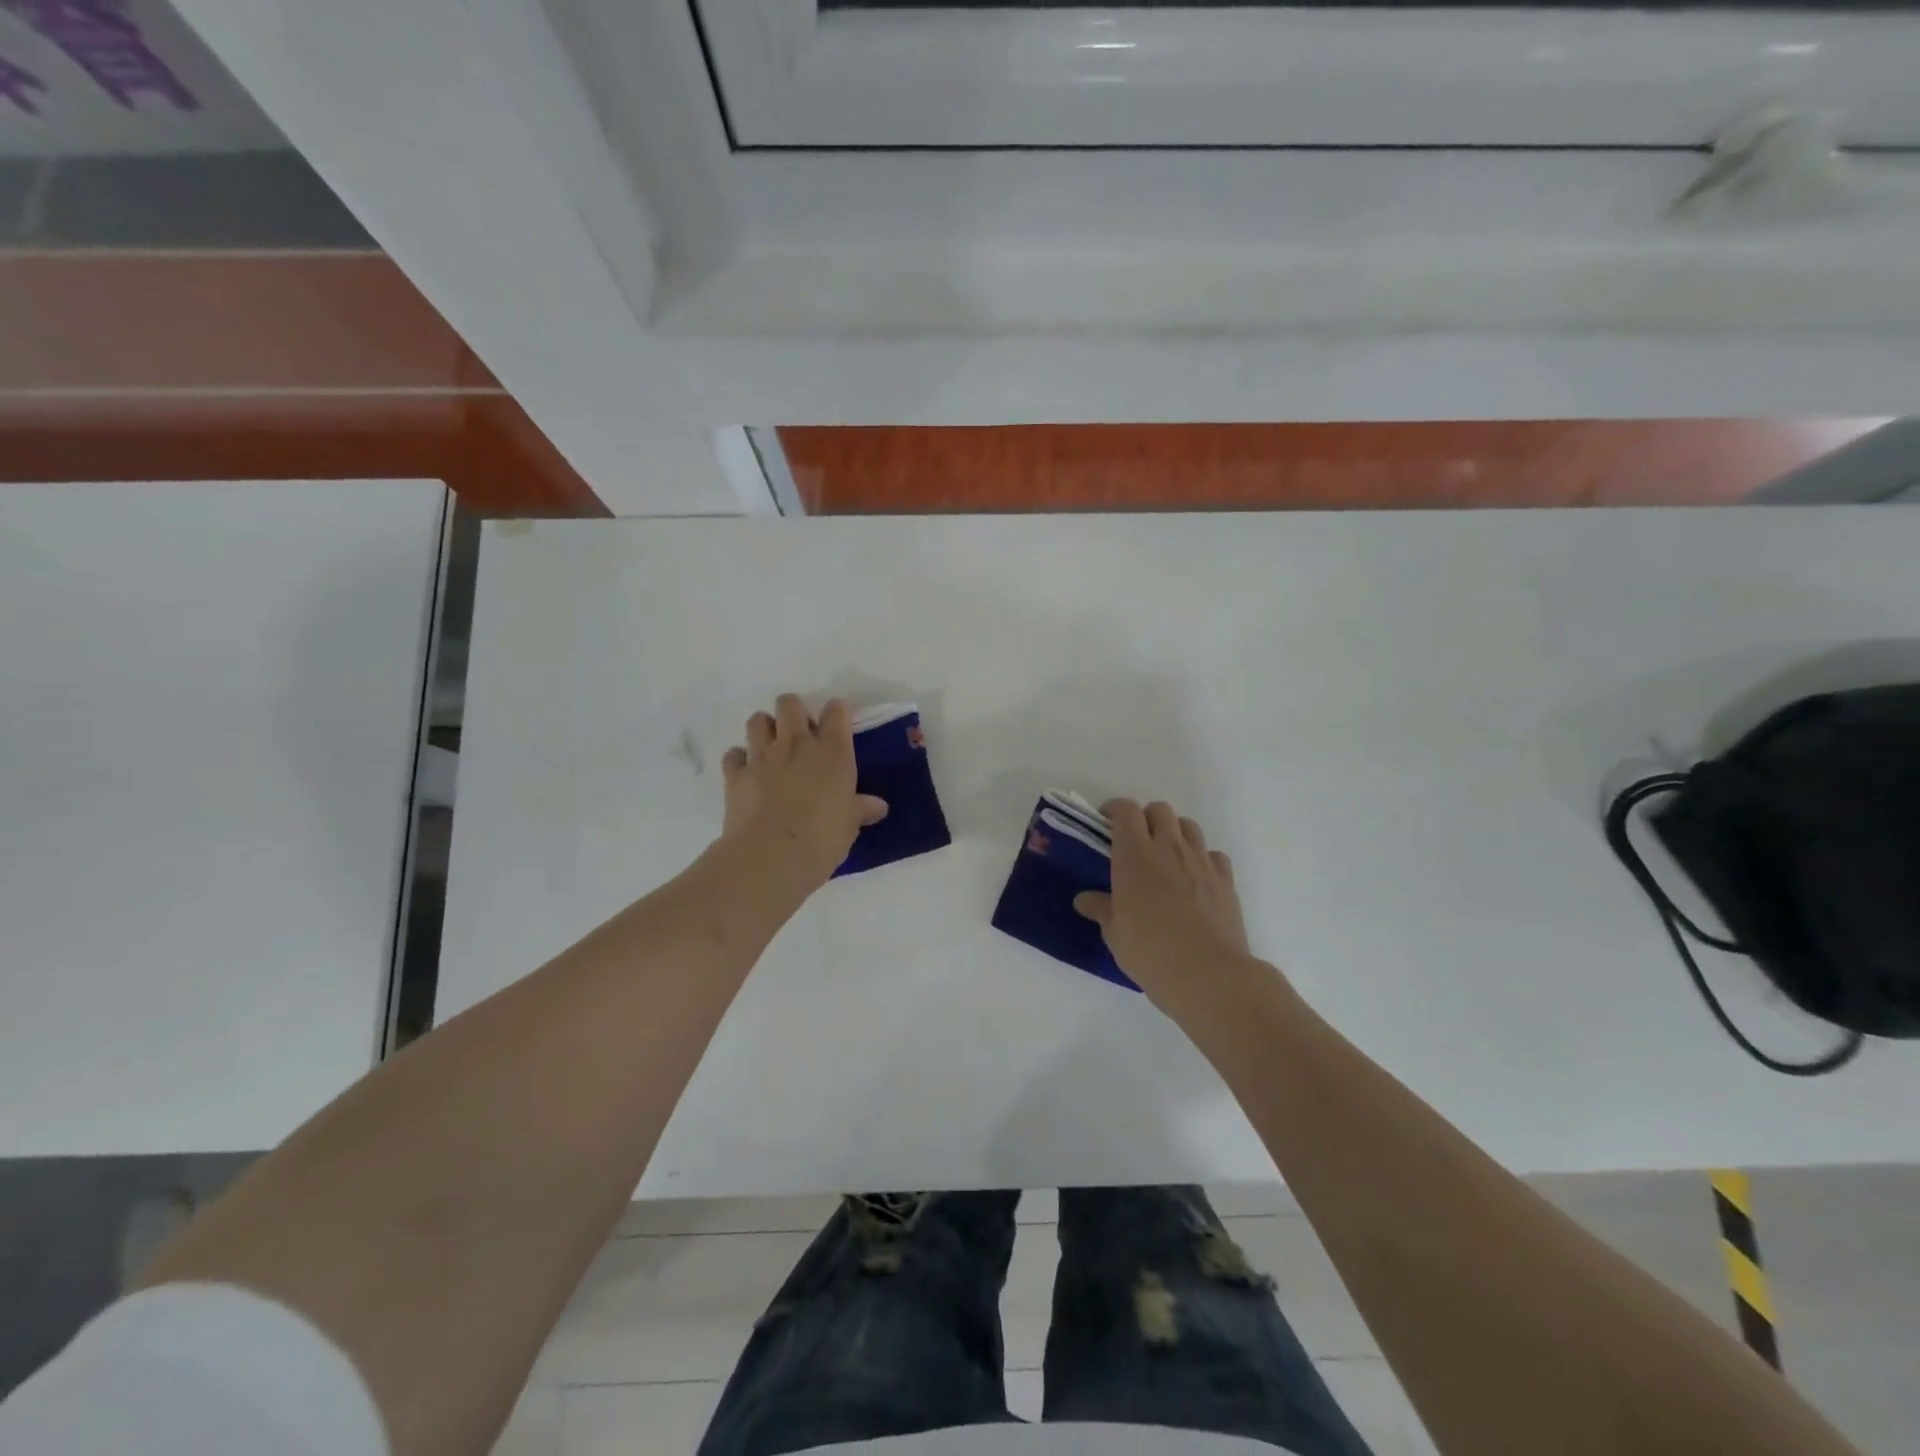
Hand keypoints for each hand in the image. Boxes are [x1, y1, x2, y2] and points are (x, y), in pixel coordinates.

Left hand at [720, 695, 887, 887]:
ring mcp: (762, 756)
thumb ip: (860, 809)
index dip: (837, 710)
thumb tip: (878, 806)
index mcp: (832, 751)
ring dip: (764, 728)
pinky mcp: (735, 774)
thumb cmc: (822, 838)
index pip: (836, 712)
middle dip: (793, 711)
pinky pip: (734, 754)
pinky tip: (747, 772)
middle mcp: (796, 743)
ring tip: (771, 747)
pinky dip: (739, 759)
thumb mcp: (849, 825)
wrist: (772, 855)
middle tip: (800, 732)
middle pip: (789, 703)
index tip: (838, 719)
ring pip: (758, 720)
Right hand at [1074, 800, 1254, 1007]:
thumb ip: (1100, 908)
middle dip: (1146, 818)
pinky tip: (1195, 879)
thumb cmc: (1150, 951)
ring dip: (1175, 833)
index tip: (1106, 822)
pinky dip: (1202, 859)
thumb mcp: (1114, 933)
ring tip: (1166, 857)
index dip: (1114, 809)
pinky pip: (1213, 854)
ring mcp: (1200, 861)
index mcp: (1134, 855)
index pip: (1125, 811)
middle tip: (1136, 842)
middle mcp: (1168, 848)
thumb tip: (1084, 899)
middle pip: (1159, 810)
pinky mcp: (1225, 879)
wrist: (1208, 974)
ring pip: (1189, 826)